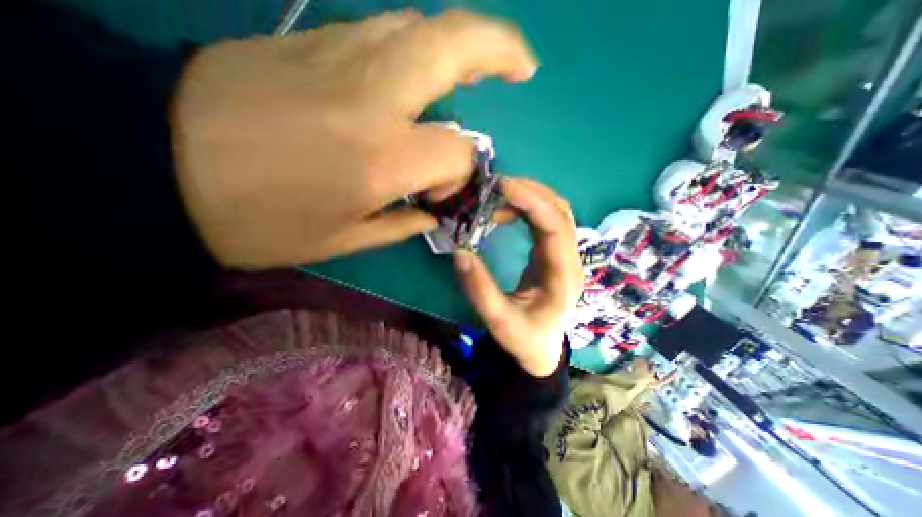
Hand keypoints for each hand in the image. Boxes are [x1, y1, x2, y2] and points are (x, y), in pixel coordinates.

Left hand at [169, 10, 541, 268]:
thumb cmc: (260, 221)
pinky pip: (387, 33)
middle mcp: (373, 96)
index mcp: (381, 158)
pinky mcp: (314, 41)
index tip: (439, 192)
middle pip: (455, 43)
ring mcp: (341, 55)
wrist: (153, 166)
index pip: (457, 151)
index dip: (460, 173)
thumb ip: (401, 223)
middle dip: (501, 48)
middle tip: (524, 67)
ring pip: (422, 28)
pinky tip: (420, 74)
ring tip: (480, 68)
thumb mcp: (343, 241)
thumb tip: (430, 209)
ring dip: (461, 44)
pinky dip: (419, 48)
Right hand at [453, 178, 581, 375]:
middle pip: (561, 212)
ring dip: (530, 197)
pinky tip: (508, 210)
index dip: (532, 202)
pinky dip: (528, 208)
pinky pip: (547, 221)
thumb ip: (480, 290)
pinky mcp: (555, 254)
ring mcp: (566, 256)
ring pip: (557, 212)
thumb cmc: (524, 339)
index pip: (556, 228)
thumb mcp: (499, 321)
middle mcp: (571, 261)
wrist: (542, 349)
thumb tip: (460, 253)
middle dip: (530, 192)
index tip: (502, 187)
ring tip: (498, 195)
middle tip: (495, 186)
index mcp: (563, 278)